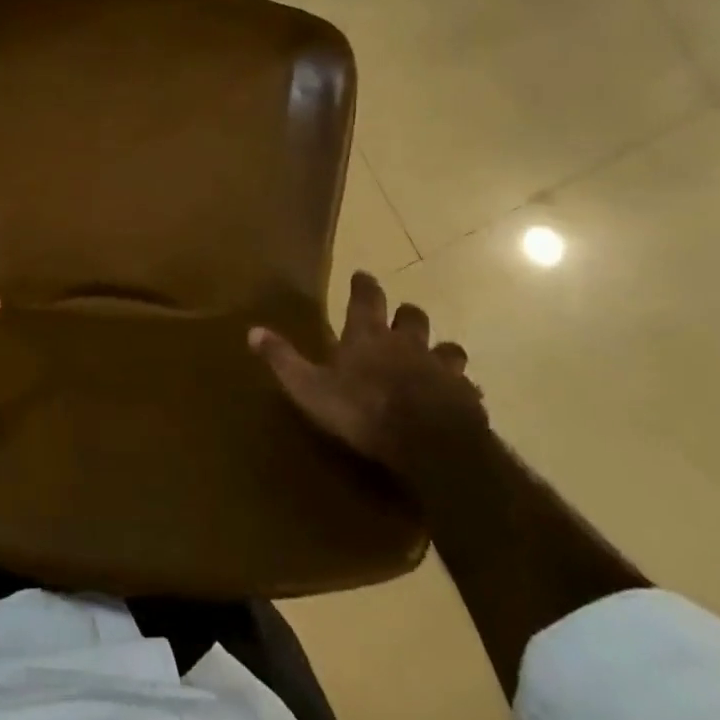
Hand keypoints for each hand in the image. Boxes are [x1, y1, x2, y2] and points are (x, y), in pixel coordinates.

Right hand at [250, 271, 485, 482]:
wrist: (429, 444)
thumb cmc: (362, 410)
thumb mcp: (309, 387)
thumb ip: (283, 359)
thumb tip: (252, 331)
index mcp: (367, 336)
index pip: (366, 297)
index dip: (364, 285)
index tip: (362, 275)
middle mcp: (406, 343)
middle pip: (412, 316)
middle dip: (405, 314)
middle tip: (399, 319)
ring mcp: (441, 368)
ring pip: (446, 348)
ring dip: (439, 350)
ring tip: (433, 359)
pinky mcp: (466, 397)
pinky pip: (465, 386)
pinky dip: (458, 389)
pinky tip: (454, 399)